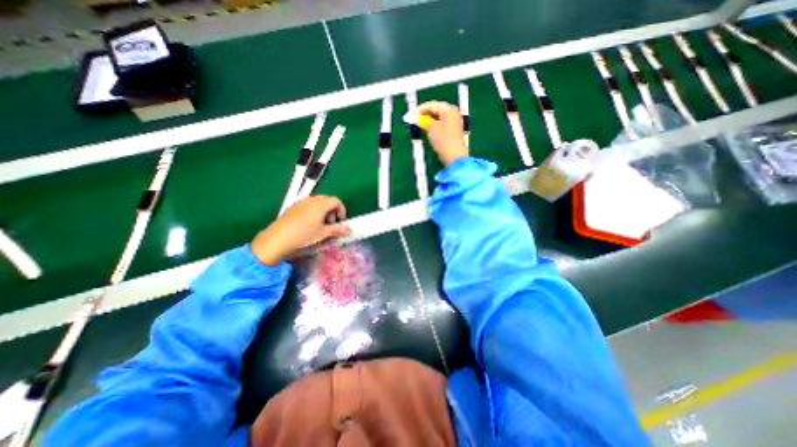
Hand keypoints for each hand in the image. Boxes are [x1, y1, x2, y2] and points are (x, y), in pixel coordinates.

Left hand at [248, 196, 349, 265]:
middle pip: (327, 200)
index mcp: (321, 204)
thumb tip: (349, 230)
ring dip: (323, 211)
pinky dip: (314, 211)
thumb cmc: (304, 235)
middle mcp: (312, 199)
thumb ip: (337, 230)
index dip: (342, 210)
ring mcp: (301, 202)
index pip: (336, 201)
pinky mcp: (293, 206)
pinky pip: (308, 204)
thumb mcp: (323, 233)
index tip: (340, 221)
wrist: (278, 238)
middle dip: (332, 211)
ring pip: (318, 202)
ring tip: (320, 224)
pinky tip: (309, 223)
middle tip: (331, 223)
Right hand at [418, 99, 467, 166]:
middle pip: (437, 110)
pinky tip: (428, 129)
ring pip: (439, 117)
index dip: (420, 109)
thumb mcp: (431, 128)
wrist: (454, 155)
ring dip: (429, 119)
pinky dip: (434, 125)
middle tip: (415, 118)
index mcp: (449, 109)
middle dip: (425, 113)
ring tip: (420, 123)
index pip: (432, 105)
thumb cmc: (443, 140)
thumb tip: (419, 117)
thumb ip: (424, 120)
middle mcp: (453, 113)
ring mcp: (455, 122)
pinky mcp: (454, 130)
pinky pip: (442, 123)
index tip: (411, 114)